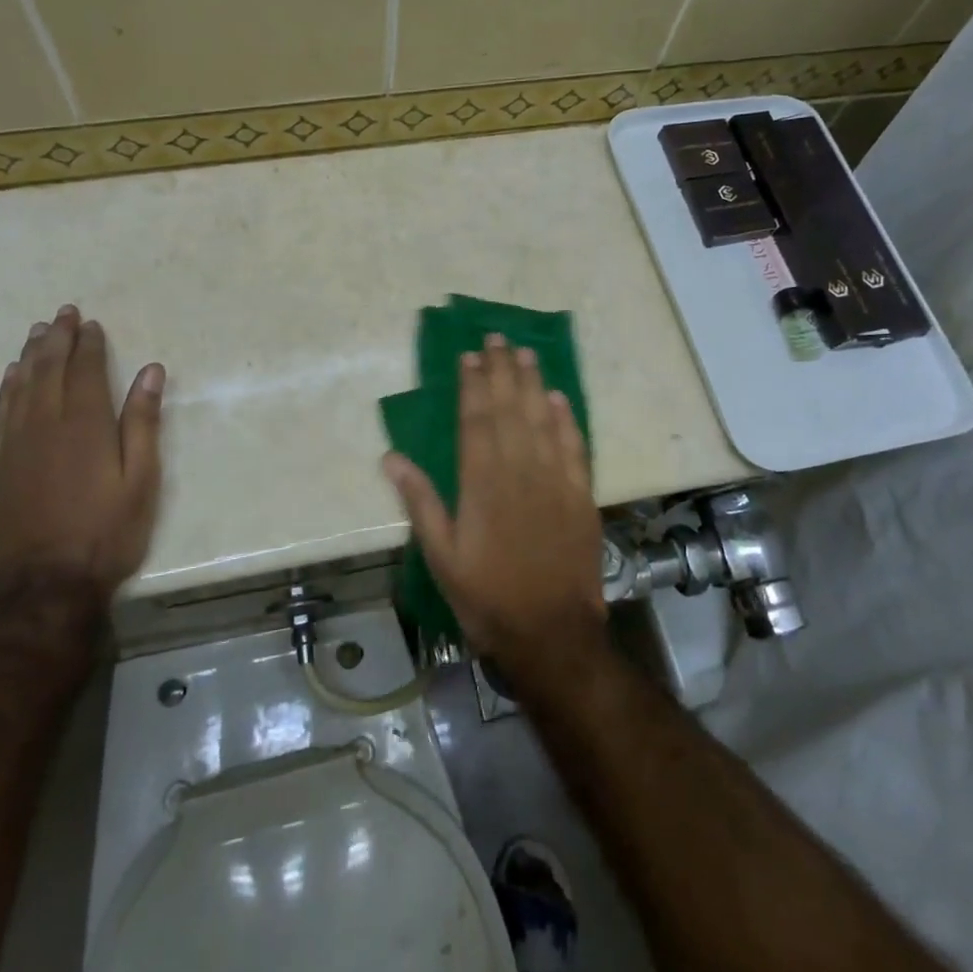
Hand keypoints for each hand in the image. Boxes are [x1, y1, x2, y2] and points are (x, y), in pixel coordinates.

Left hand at [0, 304, 164, 604]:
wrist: (43, 586)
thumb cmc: (106, 533)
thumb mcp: (141, 480)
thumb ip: (144, 423)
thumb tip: (151, 372)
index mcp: (85, 425)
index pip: (86, 371)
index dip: (89, 345)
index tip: (91, 323)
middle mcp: (45, 424)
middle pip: (49, 370)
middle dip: (57, 339)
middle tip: (64, 314)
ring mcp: (14, 445)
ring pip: (21, 387)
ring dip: (30, 356)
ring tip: (38, 333)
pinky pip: (0, 413)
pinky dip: (7, 388)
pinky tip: (11, 377)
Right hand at [383, 334, 606, 670]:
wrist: (551, 634)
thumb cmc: (487, 597)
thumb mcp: (442, 556)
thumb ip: (420, 502)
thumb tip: (390, 456)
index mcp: (482, 483)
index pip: (476, 420)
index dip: (472, 384)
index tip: (469, 354)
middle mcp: (520, 471)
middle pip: (510, 409)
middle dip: (503, 370)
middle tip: (498, 337)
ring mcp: (555, 481)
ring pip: (544, 419)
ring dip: (534, 384)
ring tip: (526, 353)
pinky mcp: (581, 496)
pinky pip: (575, 447)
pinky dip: (567, 420)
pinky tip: (559, 399)